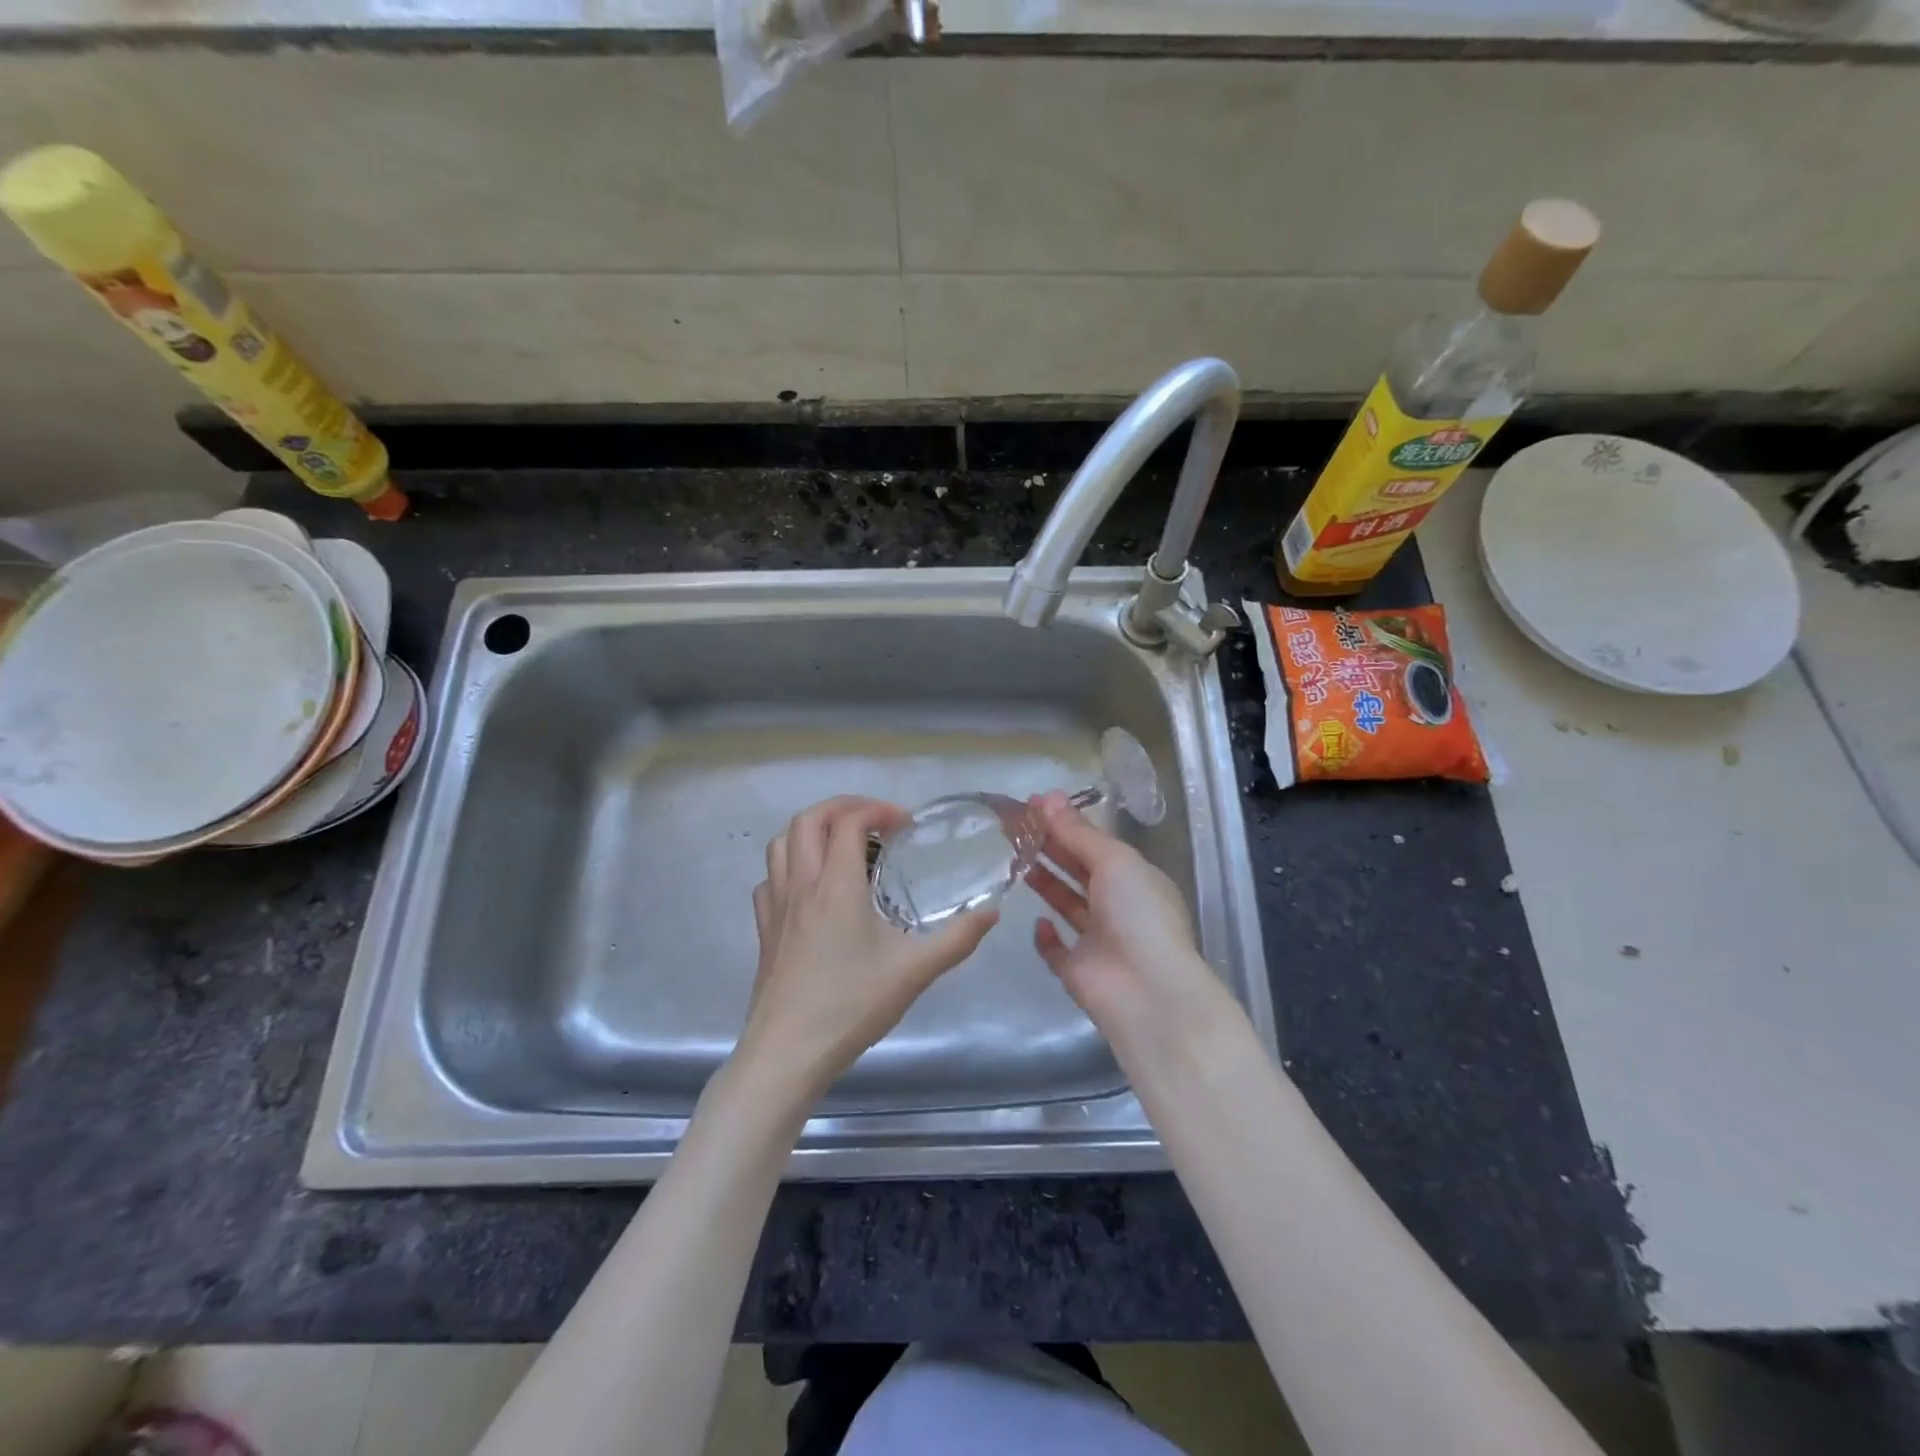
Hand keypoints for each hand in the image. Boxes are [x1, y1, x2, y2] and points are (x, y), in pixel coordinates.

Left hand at [736, 796, 997, 1106]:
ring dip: (811, 831)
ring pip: (780, 843)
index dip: (878, 810)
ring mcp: (776, 906)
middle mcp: (801, 885)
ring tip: (842, 845)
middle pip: (807, 819)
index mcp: (837, 885)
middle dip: (842, 807)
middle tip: (874, 821)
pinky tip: (811, 888)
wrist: (788, 1053)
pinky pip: (770, 879)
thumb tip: (991, 913)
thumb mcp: (915, 971)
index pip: (848, 821)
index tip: (905, 825)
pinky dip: (790, 866)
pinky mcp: (764, 929)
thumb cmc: (851, 1005)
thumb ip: (958, 938)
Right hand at [1027, 792, 1246, 1067]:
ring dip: (1045, 883)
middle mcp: (1118, 906)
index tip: (1031, 806)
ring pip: (1066, 904)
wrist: (1147, 991)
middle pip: (1078, 870)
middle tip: (1012, 827)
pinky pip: (1056, 949)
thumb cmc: (1137, 914)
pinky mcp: (1077, 970)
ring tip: (1014, 859)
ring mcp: (1098, 940)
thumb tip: (1045, 796)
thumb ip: (1077, 831)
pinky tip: (1036, 921)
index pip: (1095, 843)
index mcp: (1134, 878)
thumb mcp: (1113, 861)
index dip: (1065, 823)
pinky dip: (1045, 936)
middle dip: (1049, 847)